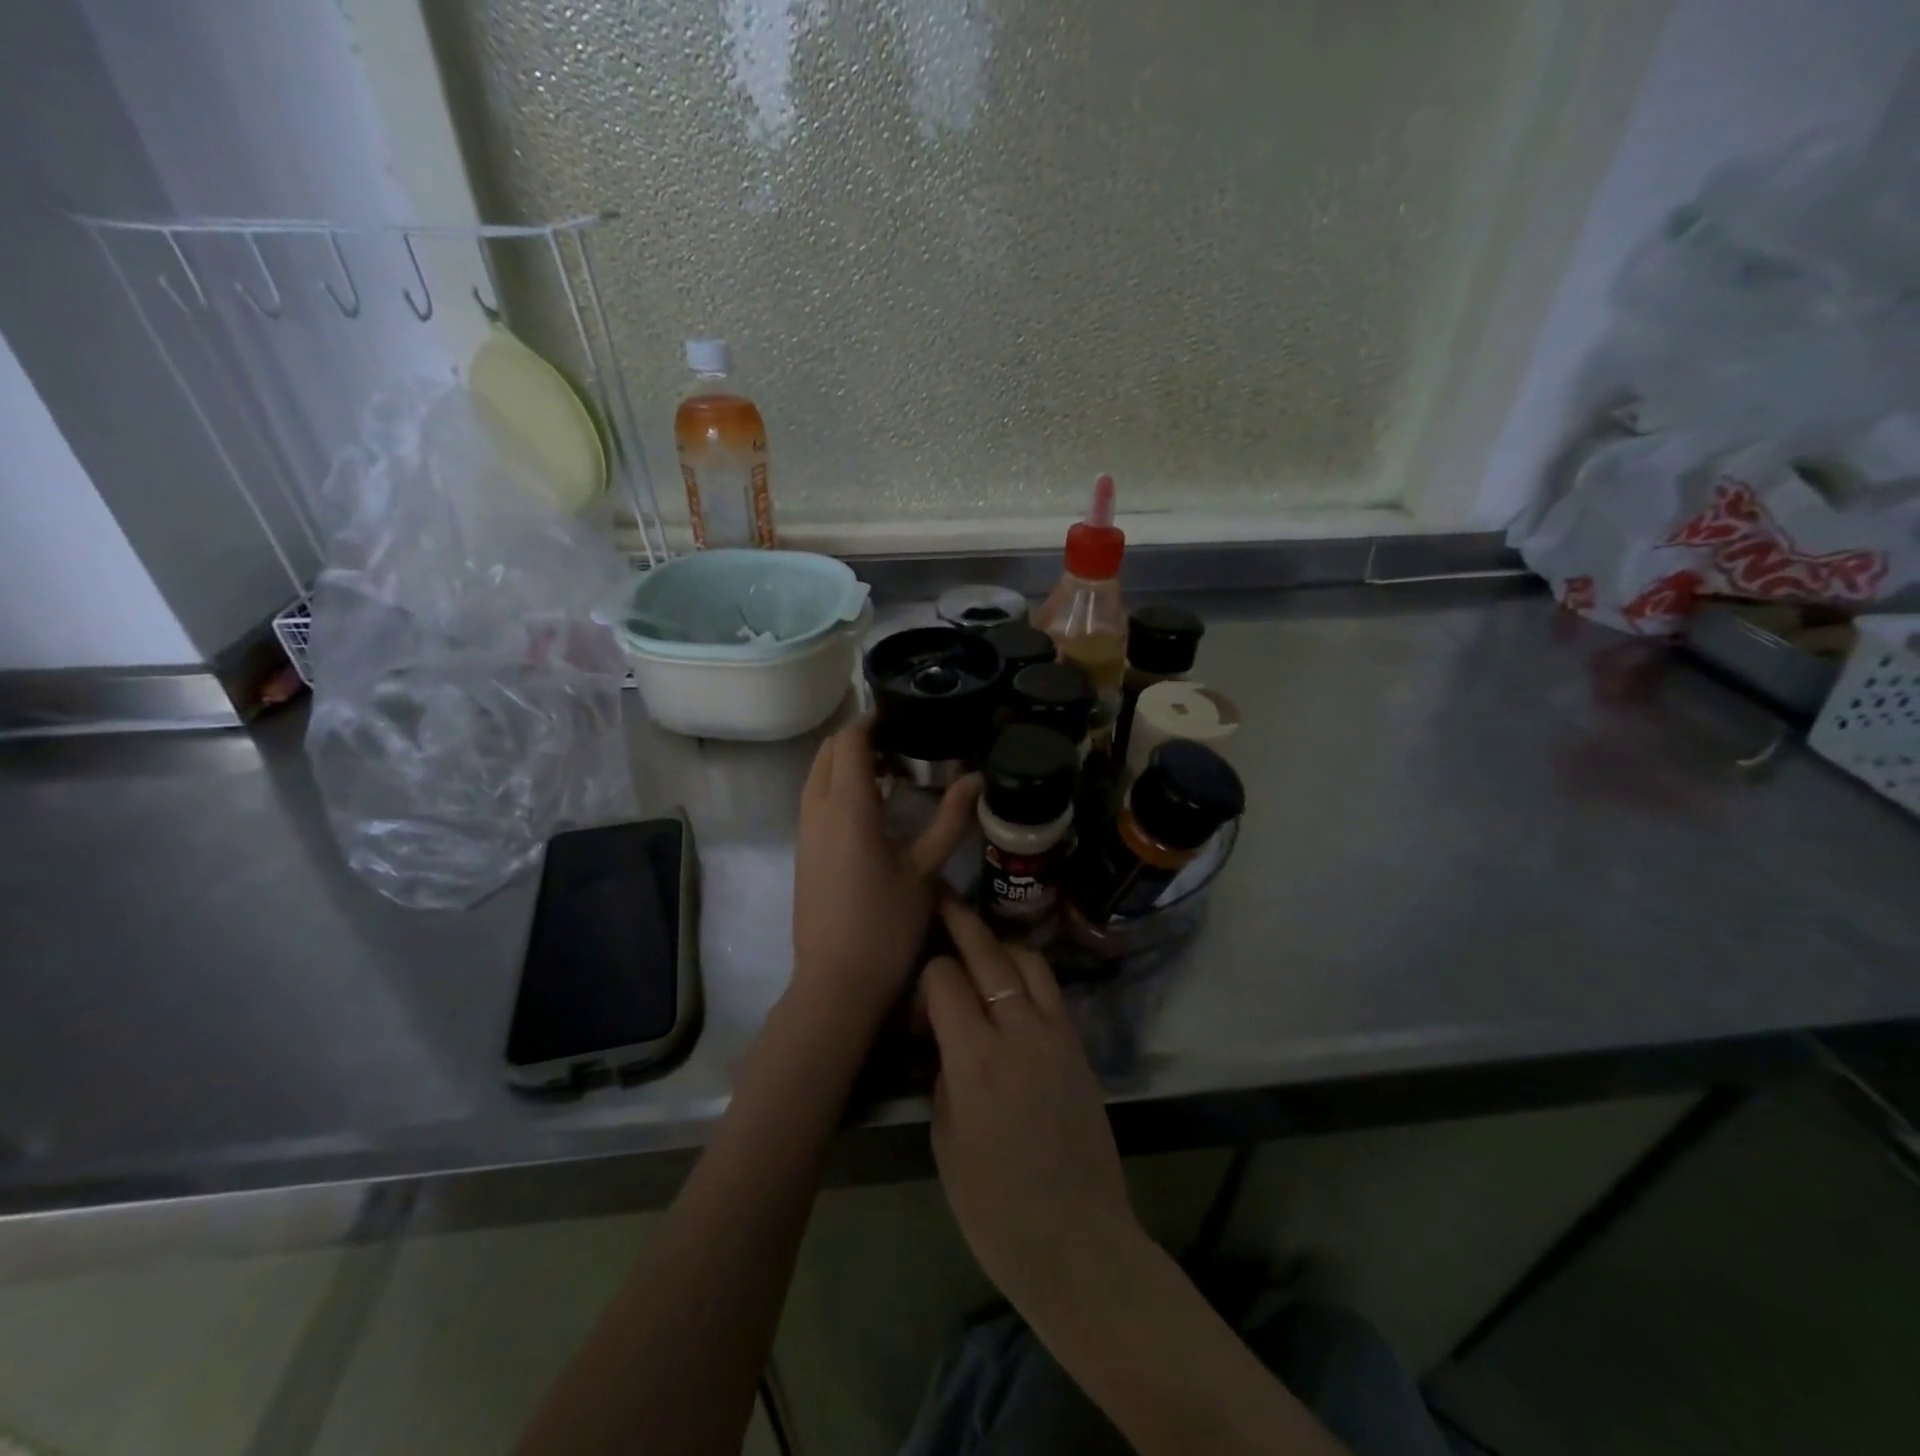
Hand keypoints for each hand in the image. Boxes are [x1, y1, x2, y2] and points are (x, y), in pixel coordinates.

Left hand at [791, 717, 978, 1023]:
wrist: (836, 983)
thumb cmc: (886, 925)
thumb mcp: (926, 871)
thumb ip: (951, 819)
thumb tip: (977, 779)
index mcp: (847, 807)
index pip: (850, 741)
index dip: (872, 721)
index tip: (902, 715)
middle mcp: (817, 810)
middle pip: (829, 751)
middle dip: (859, 738)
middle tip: (901, 743)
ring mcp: (805, 831)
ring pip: (818, 774)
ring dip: (847, 762)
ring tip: (890, 770)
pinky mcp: (803, 850)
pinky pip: (816, 798)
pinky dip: (838, 785)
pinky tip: (872, 806)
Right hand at [922, 896, 1138, 1312]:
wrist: (1077, 1241)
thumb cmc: (996, 1207)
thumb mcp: (946, 1140)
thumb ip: (944, 1074)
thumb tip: (944, 1039)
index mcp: (975, 1059)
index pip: (945, 978)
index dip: (926, 979)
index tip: (920, 1009)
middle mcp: (1018, 1031)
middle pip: (988, 952)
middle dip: (960, 919)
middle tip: (942, 896)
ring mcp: (1056, 1034)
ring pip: (1027, 959)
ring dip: (1000, 945)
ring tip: (980, 948)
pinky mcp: (1079, 1045)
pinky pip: (1051, 990)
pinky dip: (1028, 974)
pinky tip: (1013, 986)